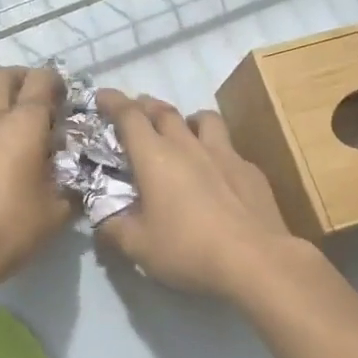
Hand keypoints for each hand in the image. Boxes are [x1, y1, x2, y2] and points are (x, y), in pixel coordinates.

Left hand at [0, 65, 72, 288]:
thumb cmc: (10, 228)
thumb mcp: (56, 213)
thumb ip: (72, 189)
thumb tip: (79, 181)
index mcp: (25, 125)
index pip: (42, 82)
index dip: (57, 82)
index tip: (67, 99)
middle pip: (4, 77)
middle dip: (24, 79)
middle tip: (39, 101)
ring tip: (4, 119)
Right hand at [94, 90, 303, 300]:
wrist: (257, 261)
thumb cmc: (188, 250)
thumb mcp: (137, 247)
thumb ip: (113, 228)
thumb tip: (100, 218)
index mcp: (155, 157)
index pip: (129, 116)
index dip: (112, 102)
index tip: (101, 96)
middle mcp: (188, 145)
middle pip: (164, 111)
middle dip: (145, 106)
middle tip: (135, 112)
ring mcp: (225, 154)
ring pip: (204, 119)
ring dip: (186, 119)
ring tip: (181, 131)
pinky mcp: (251, 171)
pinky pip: (228, 148)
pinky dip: (215, 151)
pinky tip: (217, 171)